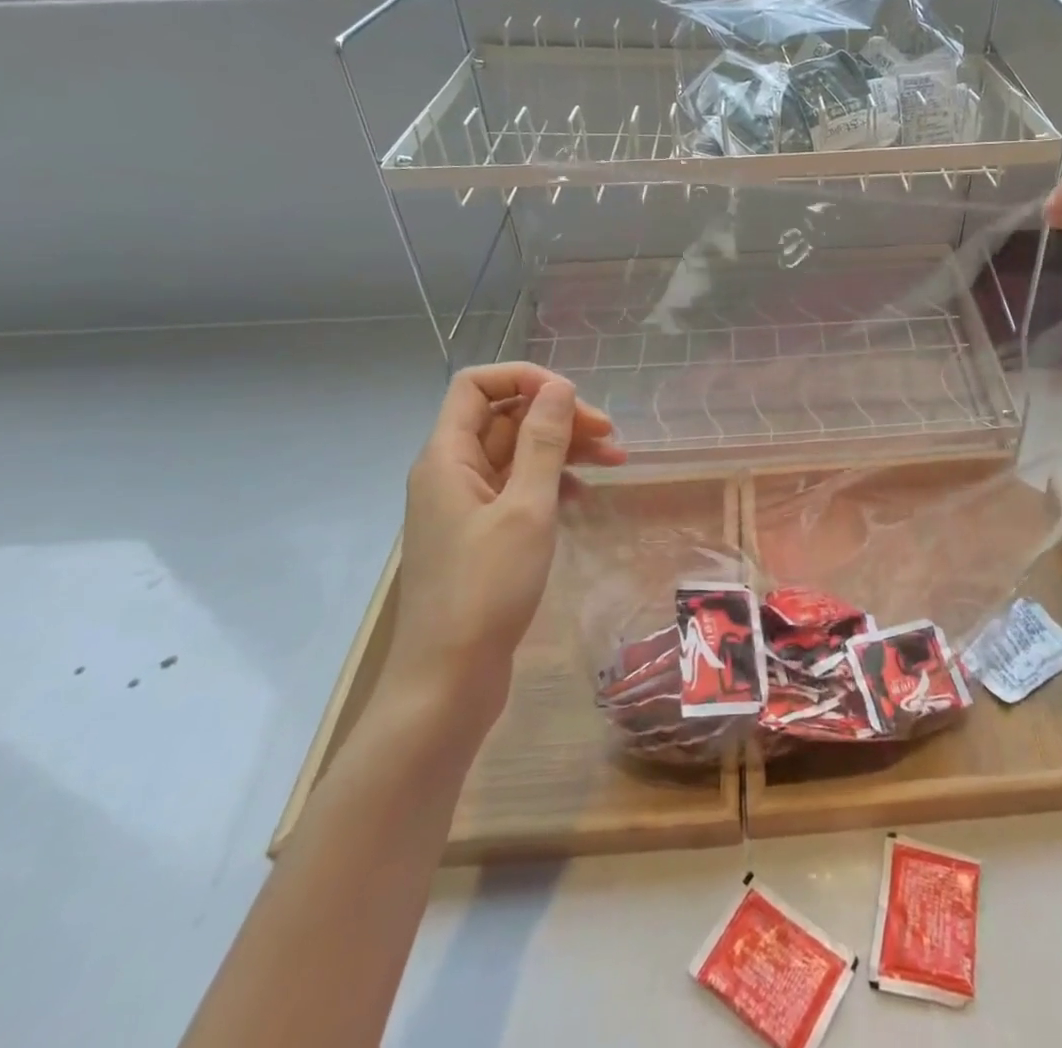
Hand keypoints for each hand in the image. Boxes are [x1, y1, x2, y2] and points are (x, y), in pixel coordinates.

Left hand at [388, 364, 624, 722]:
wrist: (447, 681)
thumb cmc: (486, 589)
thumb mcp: (526, 508)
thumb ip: (544, 442)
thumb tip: (558, 386)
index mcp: (447, 457)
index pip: (477, 385)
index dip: (525, 379)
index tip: (573, 399)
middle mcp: (450, 472)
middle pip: (504, 418)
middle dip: (557, 417)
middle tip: (609, 435)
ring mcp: (464, 505)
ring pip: (515, 454)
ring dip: (562, 449)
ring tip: (614, 460)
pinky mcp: (480, 535)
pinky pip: (517, 489)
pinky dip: (551, 483)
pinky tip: (582, 497)